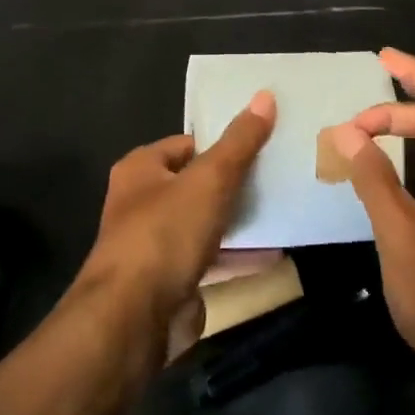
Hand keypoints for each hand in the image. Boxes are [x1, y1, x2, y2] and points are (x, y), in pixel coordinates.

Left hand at [77, 92, 276, 349]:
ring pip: (205, 222)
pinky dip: (238, 256)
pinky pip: (211, 260)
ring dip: (239, 220)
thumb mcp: (210, 179)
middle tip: (278, 176)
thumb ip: (239, 142)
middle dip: (234, 183)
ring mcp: (155, 245)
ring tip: (282, 209)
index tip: (262, 144)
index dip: (222, 144)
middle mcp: (142, 203)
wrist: (133, 319)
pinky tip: (273, 253)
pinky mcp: (170, 281)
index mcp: (141, 169)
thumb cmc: (166, 233)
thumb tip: (265, 95)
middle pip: (197, 183)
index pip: (188, 144)